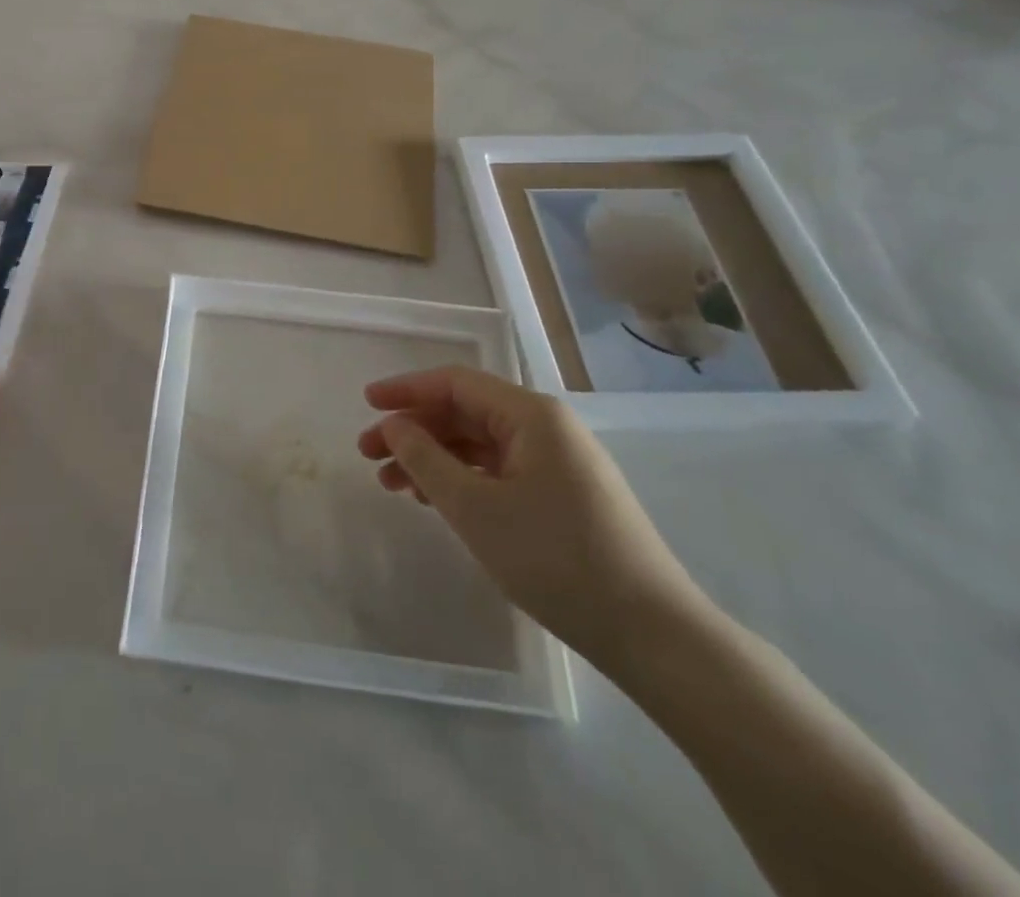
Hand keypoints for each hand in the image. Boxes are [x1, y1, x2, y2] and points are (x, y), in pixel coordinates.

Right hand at [357, 365, 706, 670]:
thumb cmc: (556, 559)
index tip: (366, 403)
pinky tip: (437, 501)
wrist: (653, 635)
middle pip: (466, 413)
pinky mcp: (565, 495)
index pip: (456, 383)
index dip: (405, 389)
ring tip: (393, 486)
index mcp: (531, 415)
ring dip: (434, 459)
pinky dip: (463, 480)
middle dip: (414, 430)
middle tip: (370, 455)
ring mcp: (559, 463)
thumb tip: (394, 425)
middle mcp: (547, 428)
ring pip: (480, 445)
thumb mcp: (476, 509)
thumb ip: (425, 459)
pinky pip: (500, 471)